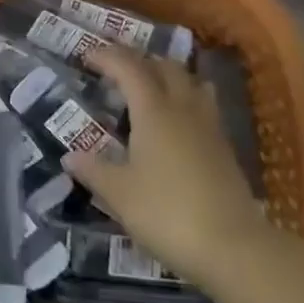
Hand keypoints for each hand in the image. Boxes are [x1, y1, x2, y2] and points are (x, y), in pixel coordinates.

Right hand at [65, 46, 266, 290]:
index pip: (129, 68)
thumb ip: (93, 170)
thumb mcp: (119, 193)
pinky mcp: (224, 149)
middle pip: (165, 67)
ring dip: (168, 75)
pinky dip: (185, 99)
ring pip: (190, 83)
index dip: (107, 57)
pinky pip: (203, 106)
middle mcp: (183, 109)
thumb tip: (70, 156)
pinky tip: (176, 123)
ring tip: (149, 87)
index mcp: (154, 111)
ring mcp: (209, 127)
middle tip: (116, 69)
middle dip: (139, 60)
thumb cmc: (167, 213)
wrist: (233, 247)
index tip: (87, 55)